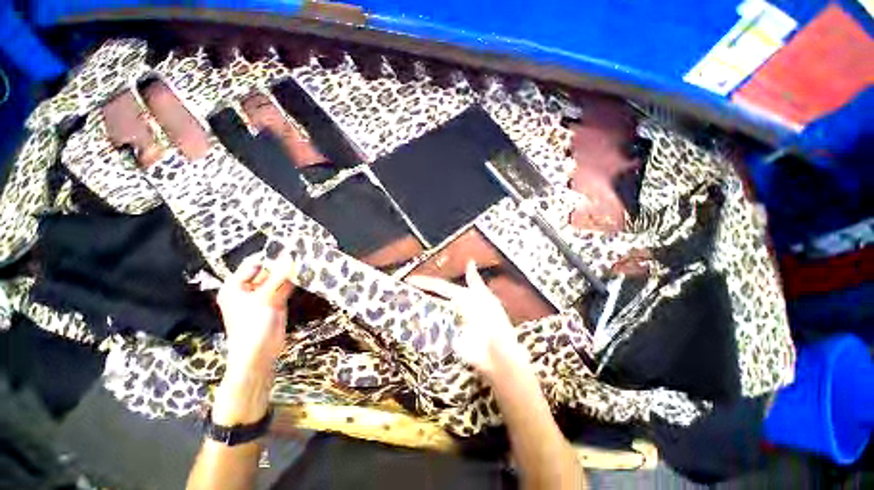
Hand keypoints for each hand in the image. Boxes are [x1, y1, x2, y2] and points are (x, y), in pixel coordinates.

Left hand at [216, 253, 294, 374]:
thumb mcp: (265, 298)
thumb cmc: (253, 325)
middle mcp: (248, 290)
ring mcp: (263, 297)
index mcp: (235, 287)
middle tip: (299, 254)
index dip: (269, 257)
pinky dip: (293, 283)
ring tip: (304, 262)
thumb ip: (279, 277)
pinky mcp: (275, 303)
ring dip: (289, 273)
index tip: (288, 249)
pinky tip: (304, 275)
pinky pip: (284, 289)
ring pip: (277, 280)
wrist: (259, 353)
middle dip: (281, 265)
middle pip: (266, 272)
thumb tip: (291, 258)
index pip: (252, 265)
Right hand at [407, 261, 529, 378]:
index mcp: (462, 298)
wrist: (496, 354)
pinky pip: (429, 333)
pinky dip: (418, 329)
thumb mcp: (485, 298)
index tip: (409, 280)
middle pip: (431, 299)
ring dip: (415, 310)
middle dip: (417, 295)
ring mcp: (447, 325)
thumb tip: (470, 262)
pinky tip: (405, 325)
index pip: (440, 287)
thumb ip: (474, 281)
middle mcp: (453, 310)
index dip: (426, 283)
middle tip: (399, 291)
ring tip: (398, 304)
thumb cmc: (492, 322)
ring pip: (428, 315)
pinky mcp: (444, 340)